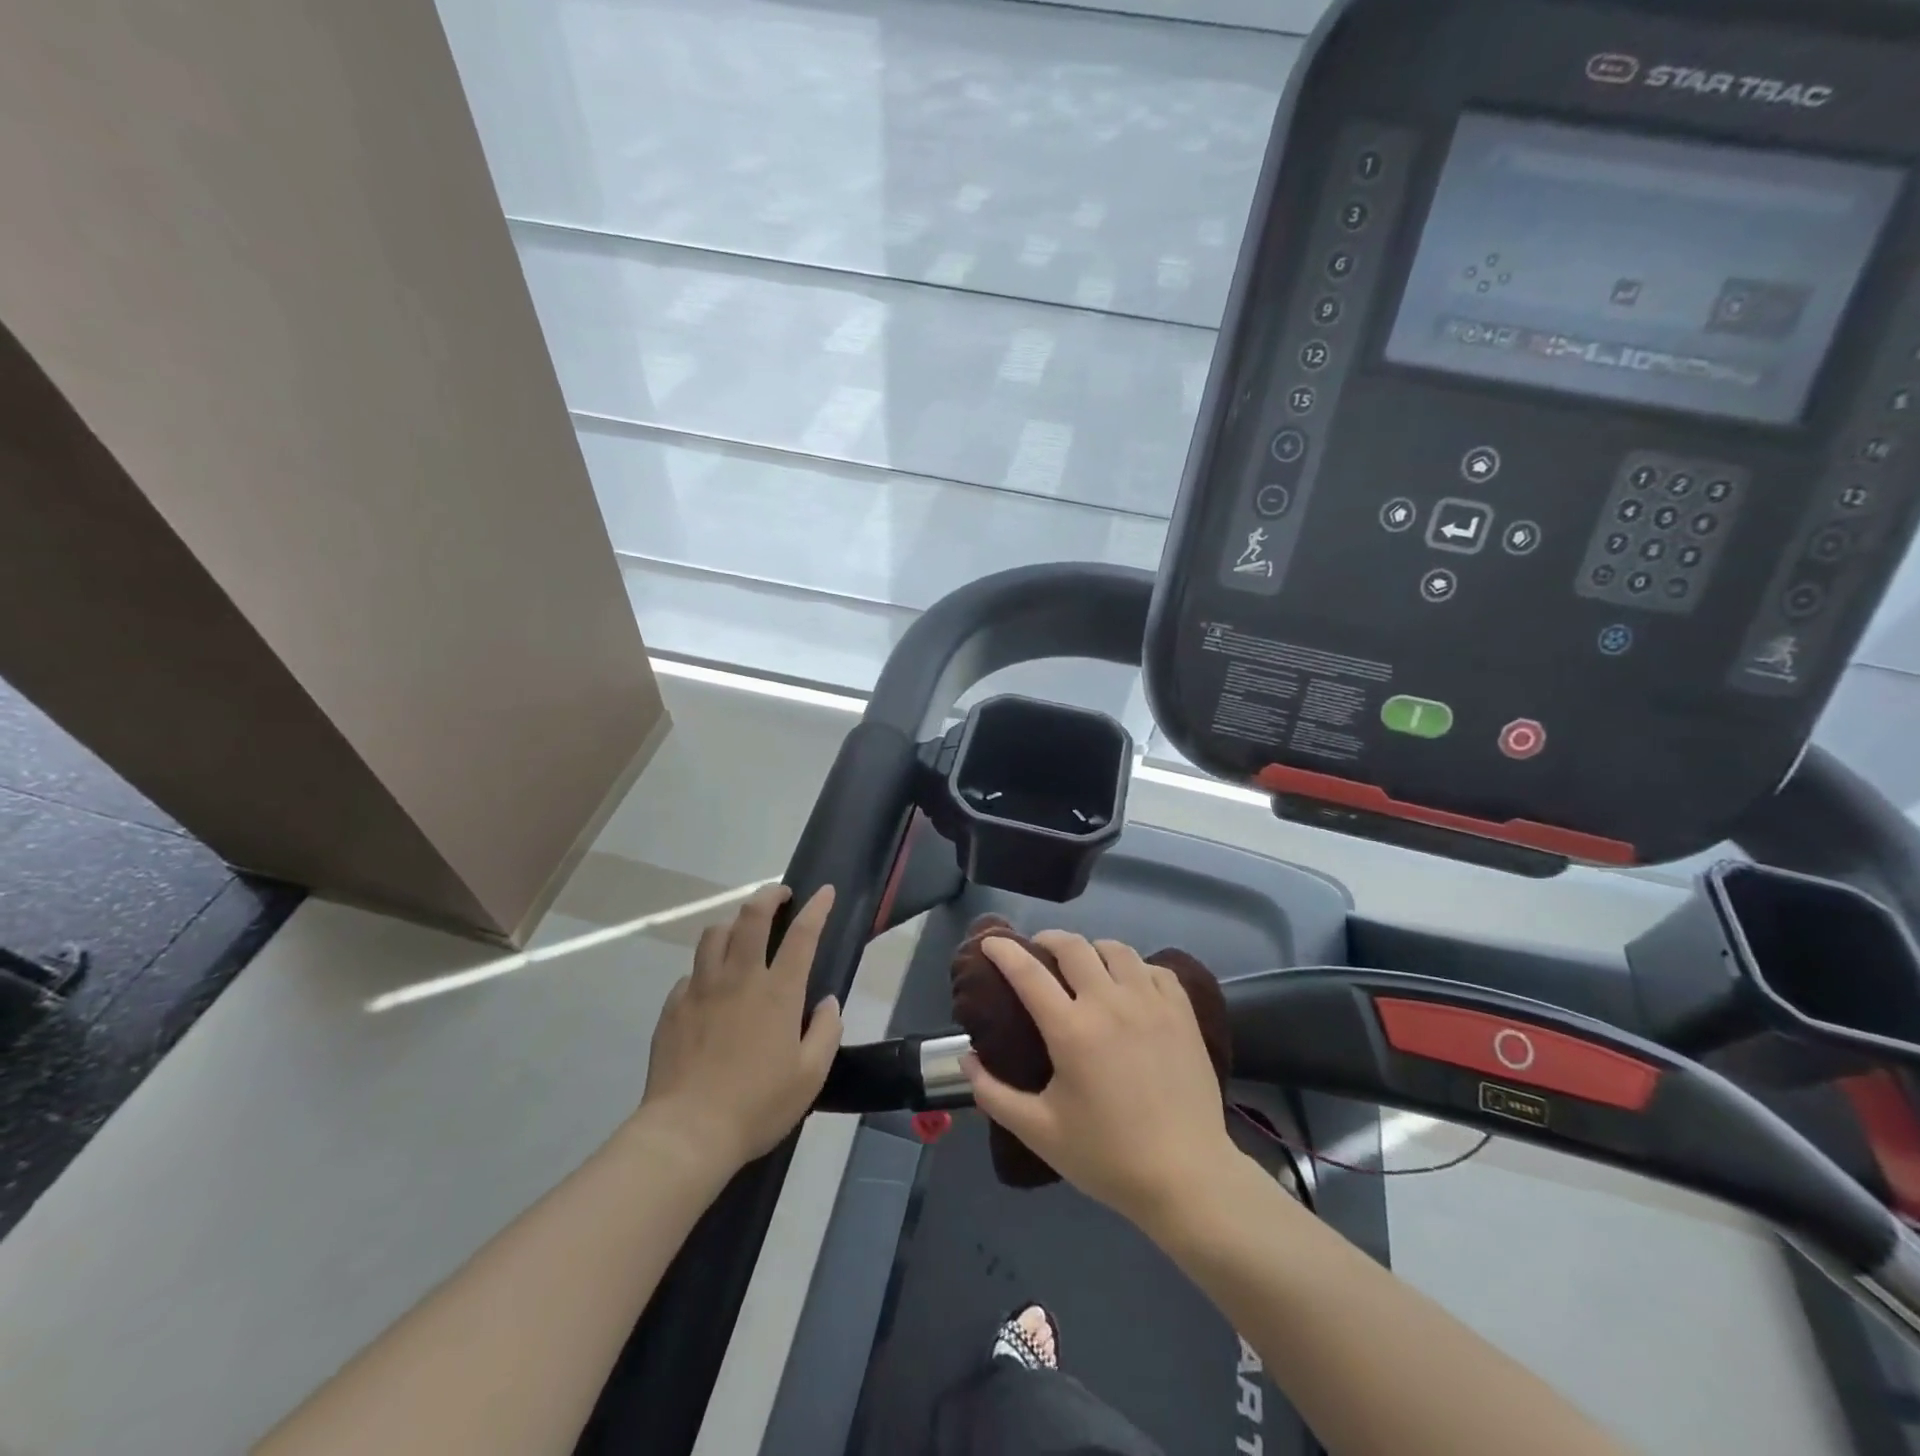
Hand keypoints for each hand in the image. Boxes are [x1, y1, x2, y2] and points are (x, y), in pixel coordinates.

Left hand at [640, 884, 842, 1169]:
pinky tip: (711, 985)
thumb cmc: (757, 1104)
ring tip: (743, 931)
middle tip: (780, 894)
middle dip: (769, 895)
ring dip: (734, 923)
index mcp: (778, 992)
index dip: (816, 907)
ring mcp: (701, 989)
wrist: (687, 1132)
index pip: (802, 934)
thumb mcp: (811, 1075)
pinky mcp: (674, 1007)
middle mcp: (739, 978)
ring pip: (715, 934)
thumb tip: (827, 1002)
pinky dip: (707, 967)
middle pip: (751, 916)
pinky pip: (692, 972)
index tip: (825, 891)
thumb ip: (826, 1031)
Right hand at [962, 931, 1240, 1230]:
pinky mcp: (1182, 1012)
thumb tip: (967, 1060)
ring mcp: (1151, 1003)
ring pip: (1116, 950)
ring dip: (1091, 950)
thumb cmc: (1108, 1157)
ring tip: (1084, 967)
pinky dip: (1134, 968)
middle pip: (1073, 946)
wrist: (1187, 1178)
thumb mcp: (1039, 1132)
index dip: (1004, 951)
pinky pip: (1154, 969)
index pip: (1028, 972)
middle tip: (1037, 952)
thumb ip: (994, 1093)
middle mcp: (1110, 1003)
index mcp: (1071, 1029)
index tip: (991, 943)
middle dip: (1047, 940)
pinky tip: (1129, 986)